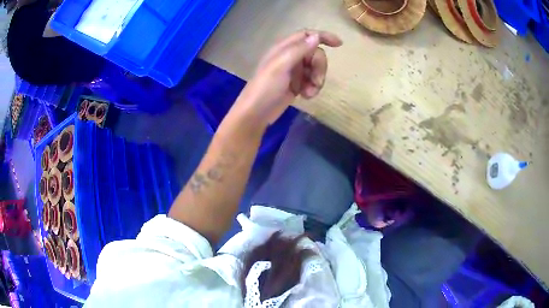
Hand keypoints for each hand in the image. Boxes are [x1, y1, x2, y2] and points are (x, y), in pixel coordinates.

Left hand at [233, 30, 342, 125]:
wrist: (256, 113)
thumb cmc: (266, 87)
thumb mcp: (281, 66)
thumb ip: (299, 50)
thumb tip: (317, 37)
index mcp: (284, 48)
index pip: (307, 35)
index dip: (323, 36)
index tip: (339, 44)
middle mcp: (290, 57)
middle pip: (315, 54)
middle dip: (320, 67)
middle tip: (317, 81)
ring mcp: (294, 71)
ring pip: (315, 69)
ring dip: (317, 80)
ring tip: (309, 92)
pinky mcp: (296, 84)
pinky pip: (312, 81)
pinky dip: (313, 88)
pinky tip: (306, 96)